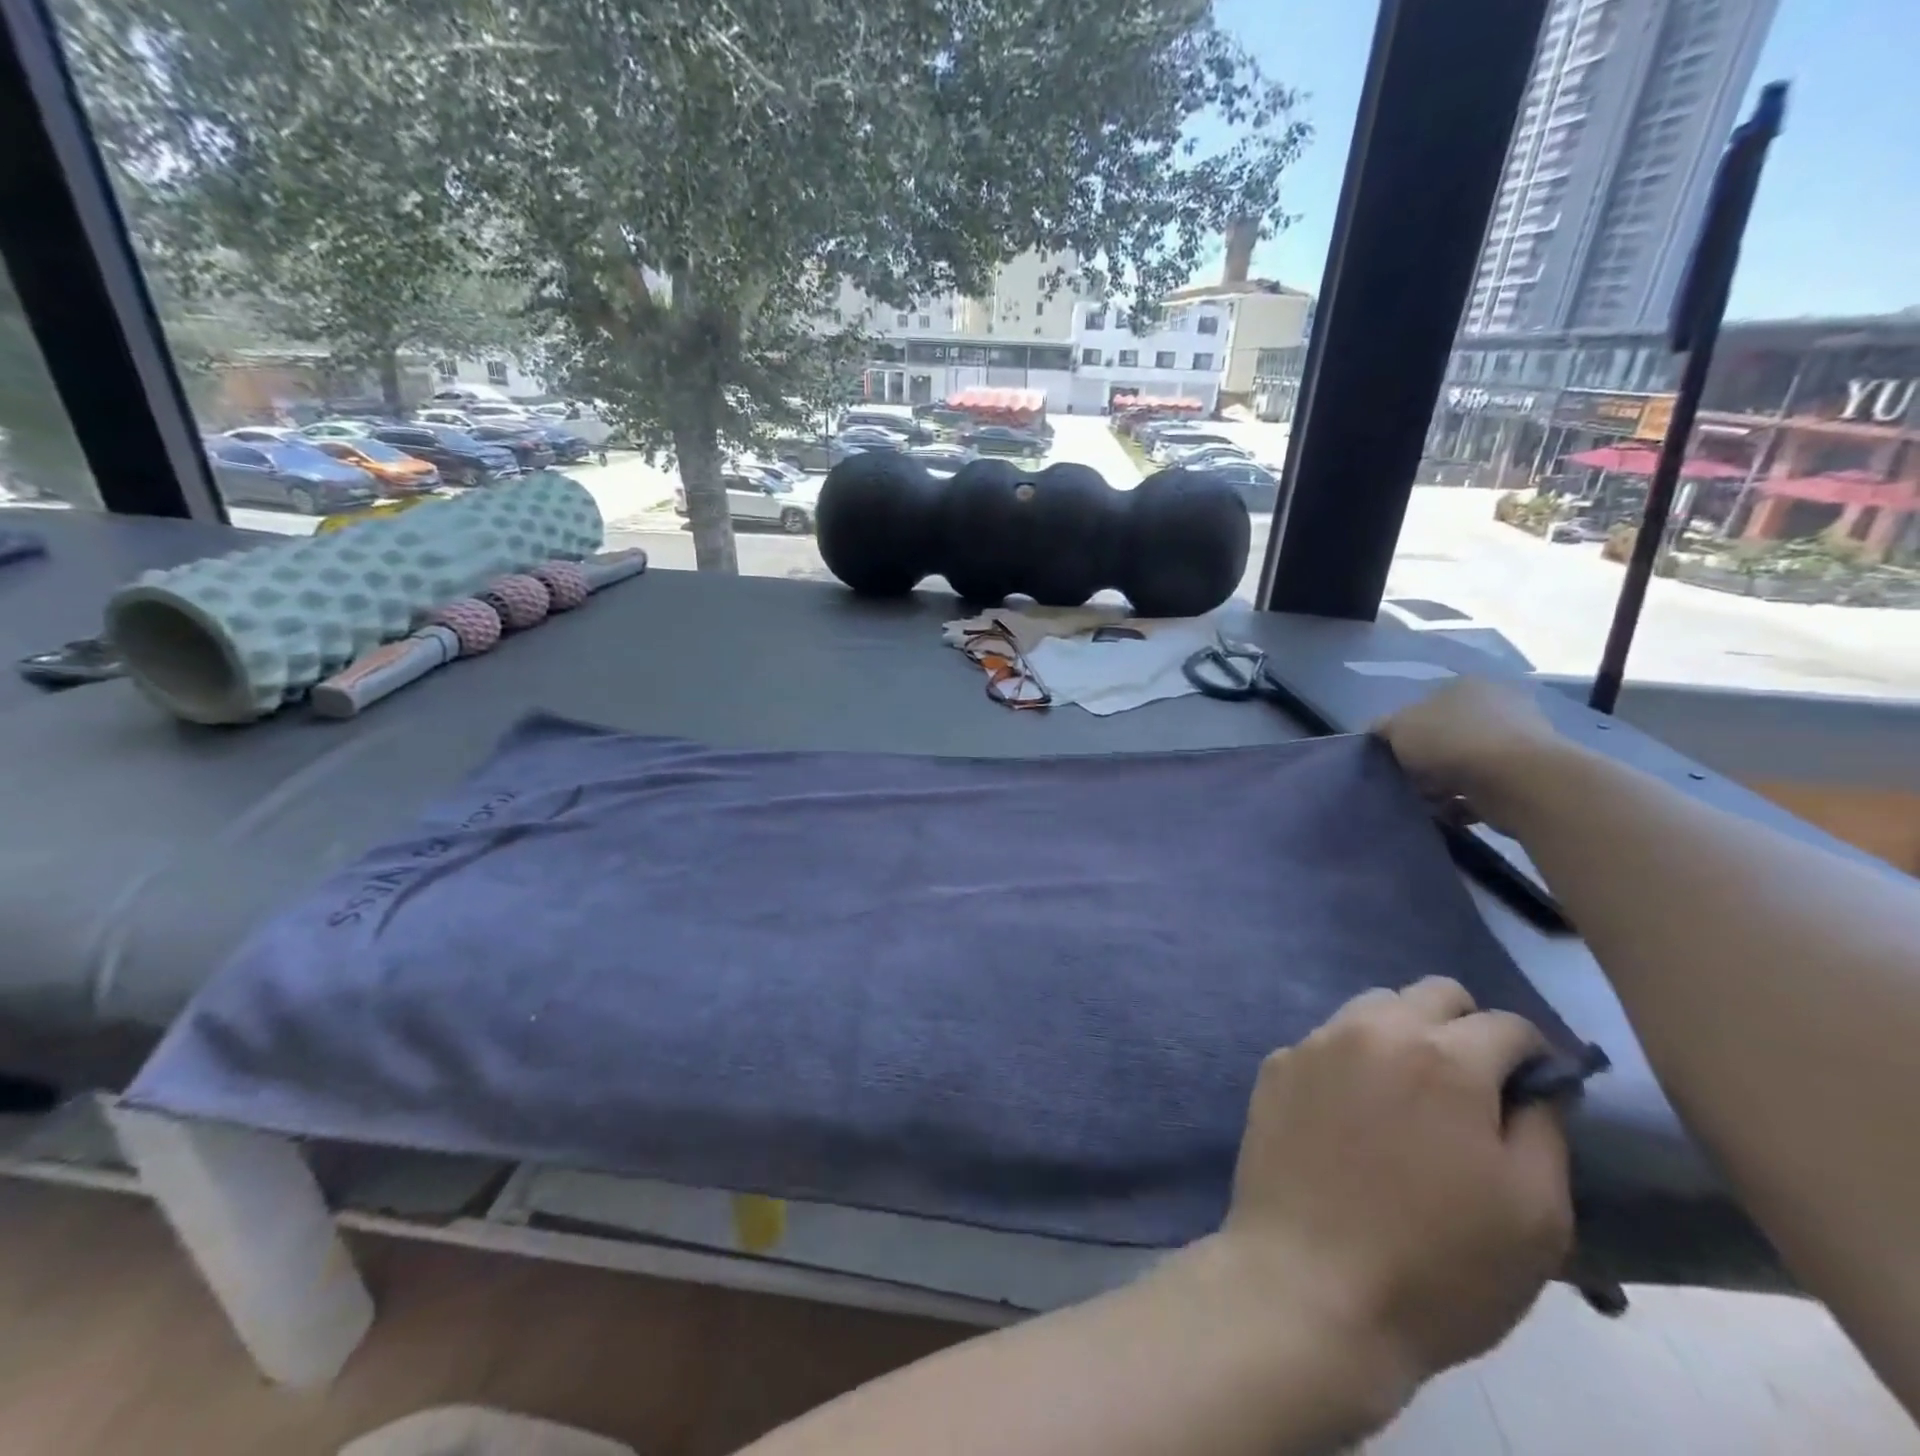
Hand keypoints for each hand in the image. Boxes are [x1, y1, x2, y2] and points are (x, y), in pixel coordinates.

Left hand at [1221, 978, 1572, 1405]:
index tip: (1536, 1090)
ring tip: (1411, 1095)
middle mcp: (1373, 1029)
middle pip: (1432, 993)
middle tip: (1474, 1087)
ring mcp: (1315, 1042)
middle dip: (1466, 1027)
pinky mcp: (1276, 1065)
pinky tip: (1353, 1113)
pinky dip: (1353, 1059)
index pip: (1506, 1023)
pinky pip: (1327, 1040)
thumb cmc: (1438, 1265)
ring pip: (1374, 1006)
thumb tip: (1539, 1084)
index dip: (1533, 1055)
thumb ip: (1544, 1130)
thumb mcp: (1535, 1214)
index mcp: (1444, 1058)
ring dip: (1404, 1033)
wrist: (1309, 1284)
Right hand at [1373, 677, 1566, 830]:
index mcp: (1466, 685)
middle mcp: (1497, 705)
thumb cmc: (1451, 741)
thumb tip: (1378, 730)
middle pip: (1447, 734)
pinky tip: (1451, 813)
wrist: (1517, 781)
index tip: (1394, 754)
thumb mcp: (1398, 727)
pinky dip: (1467, 802)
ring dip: (1446, 783)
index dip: (1405, 730)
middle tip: (1411, 779)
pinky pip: (1485, 789)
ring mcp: (1519, 740)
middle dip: (1427, 759)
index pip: (1426, 704)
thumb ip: (1383, 727)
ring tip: (1429, 801)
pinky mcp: (1529, 775)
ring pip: (1466, 763)